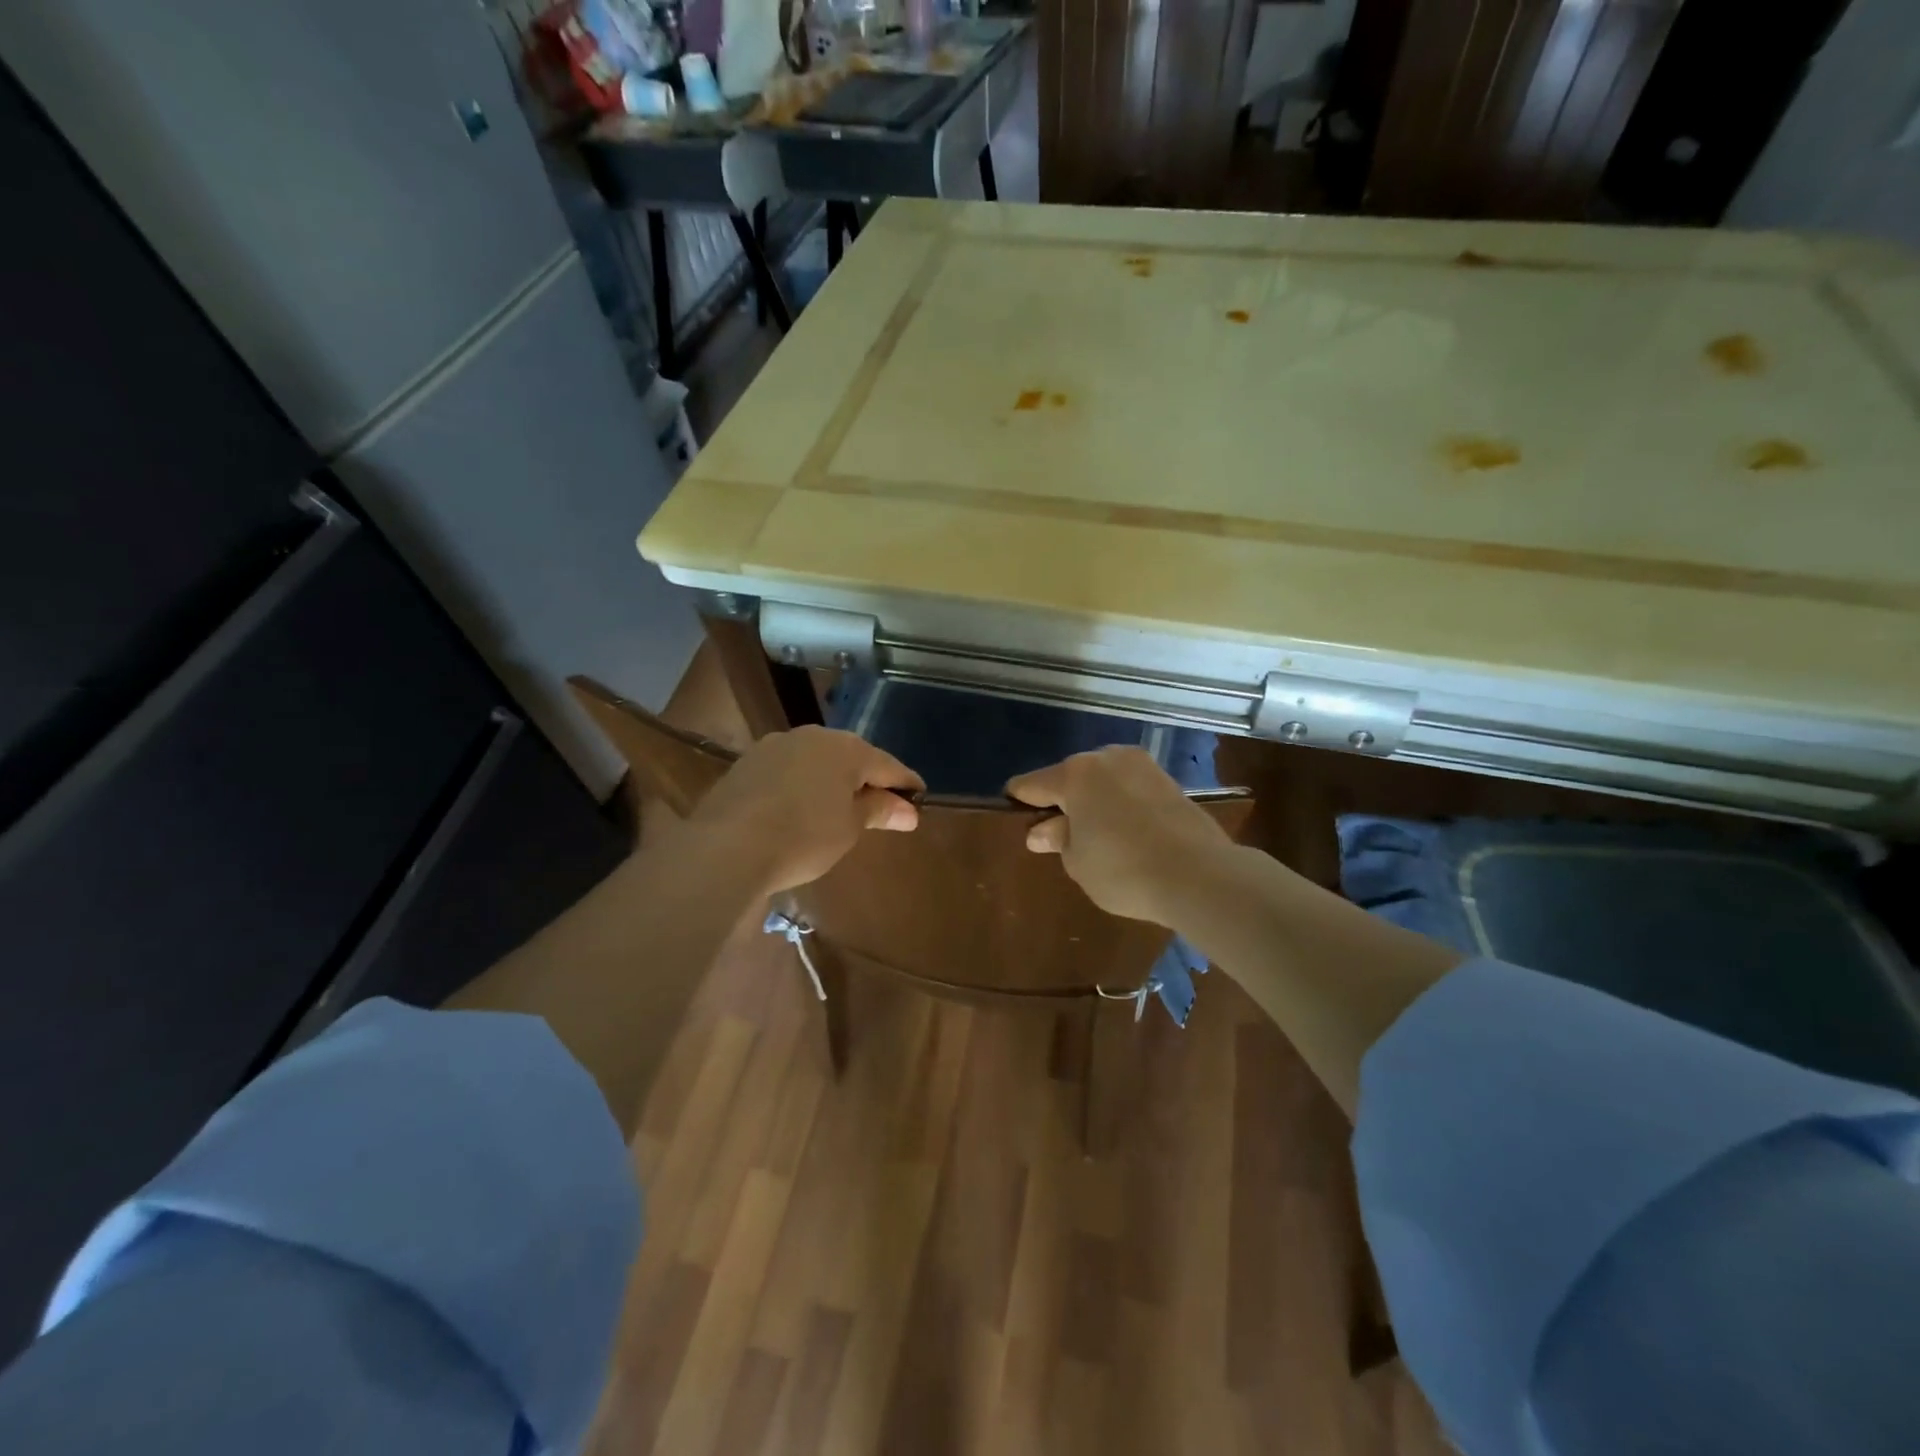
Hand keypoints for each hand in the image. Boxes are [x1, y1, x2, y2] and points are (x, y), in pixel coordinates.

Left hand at [688, 726, 923, 893]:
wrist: (727, 846)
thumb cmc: (803, 837)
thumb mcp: (849, 828)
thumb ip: (878, 811)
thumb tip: (908, 810)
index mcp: (847, 748)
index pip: (888, 764)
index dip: (906, 783)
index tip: (920, 798)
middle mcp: (813, 736)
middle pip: (852, 756)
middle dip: (869, 778)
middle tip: (883, 804)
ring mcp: (776, 745)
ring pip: (817, 760)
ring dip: (833, 779)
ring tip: (840, 806)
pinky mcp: (748, 762)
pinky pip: (789, 769)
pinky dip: (803, 784)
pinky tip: (801, 806)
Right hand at [1006, 746, 1235, 925]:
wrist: (1199, 874)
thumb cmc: (1123, 869)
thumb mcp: (1078, 861)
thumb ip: (1057, 840)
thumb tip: (1042, 831)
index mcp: (1075, 774)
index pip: (1033, 783)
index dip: (1020, 799)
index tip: (1012, 811)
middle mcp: (1107, 758)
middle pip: (1070, 777)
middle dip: (1062, 800)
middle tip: (1058, 832)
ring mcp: (1142, 766)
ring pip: (1103, 780)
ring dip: (1094, 800)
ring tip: (1095, 833)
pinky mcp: (1169, 781)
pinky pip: (1130, 789)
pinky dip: (1121, 804)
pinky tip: (1125, 831)